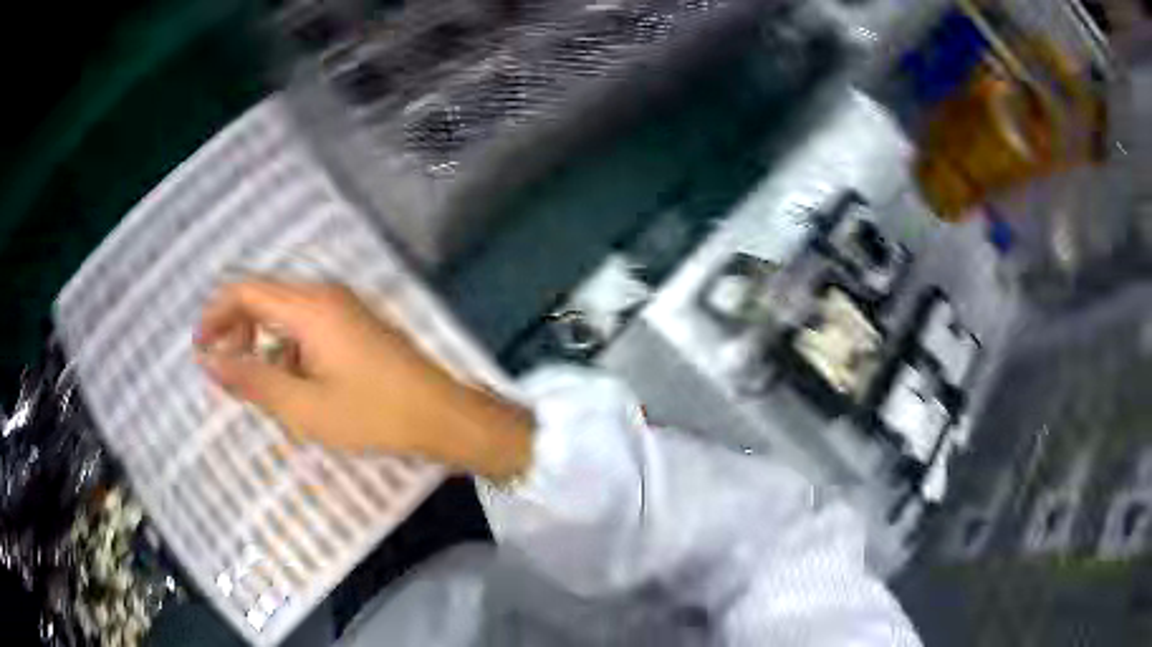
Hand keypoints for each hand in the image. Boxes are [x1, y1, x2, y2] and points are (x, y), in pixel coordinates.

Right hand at [195, 281, 532, 480]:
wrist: (443, 416)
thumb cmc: (373, 415)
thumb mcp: (304, 407)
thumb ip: (252, 381)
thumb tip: (209, 362)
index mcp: (309, 307)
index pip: (246, 291)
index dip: (216, 314)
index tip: (199, 348)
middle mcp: (326, 295)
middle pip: (265, 297)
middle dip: (237, 329)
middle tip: (225, 369)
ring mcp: (345, 308)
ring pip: (286, 314)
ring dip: (263, 342)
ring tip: (259, 386)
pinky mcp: (357, 325)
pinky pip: (309, 327)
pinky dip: (289, 349)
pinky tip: (294, 385)